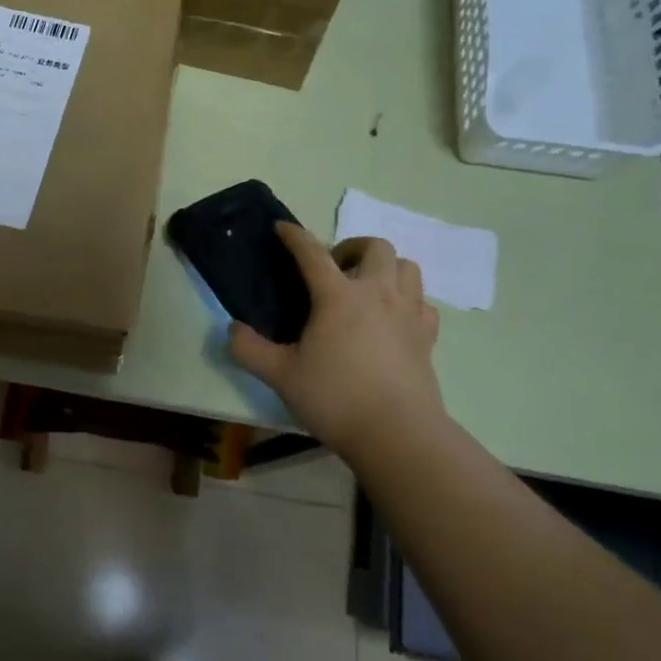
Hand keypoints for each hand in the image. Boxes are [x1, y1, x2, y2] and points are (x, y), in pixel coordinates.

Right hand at [228, 223, 445, 455]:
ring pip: (406, 267)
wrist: (397, 433)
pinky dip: (407, 299)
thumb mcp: (280, 375)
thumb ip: (249, 349)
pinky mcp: (427, 337)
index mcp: (338, 296)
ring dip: (384, 267)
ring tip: (365, 288)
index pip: (312, 253)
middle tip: (334, 269)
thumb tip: (233, 329)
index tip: (282, 227)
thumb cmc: (335, 398)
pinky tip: (393, 318)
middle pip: (375, 247)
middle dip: (351, 247)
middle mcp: (377, 294)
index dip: (294, 236)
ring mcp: (408, 313)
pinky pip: (422, 302)